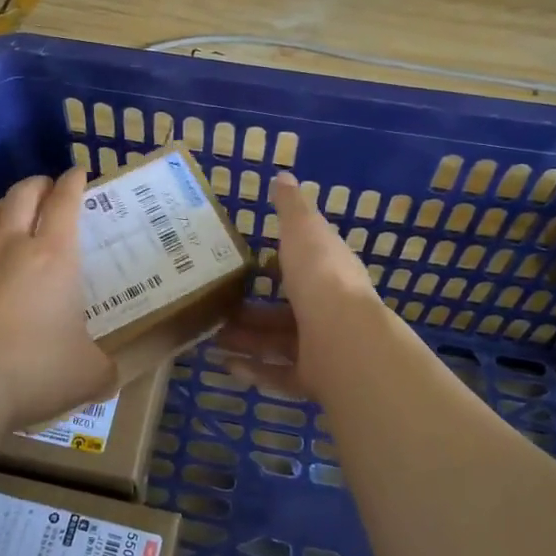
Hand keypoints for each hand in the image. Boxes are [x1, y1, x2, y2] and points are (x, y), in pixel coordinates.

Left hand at [0, 166, 118, 432]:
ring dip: (5, 203)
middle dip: (39, 184)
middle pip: (24, 193)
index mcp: (55, 256)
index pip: (66, 202)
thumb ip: (106, 369)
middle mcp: (13, 244)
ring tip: (13, 210)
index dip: (74, 182)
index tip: (79, 174)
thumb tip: (112, 377)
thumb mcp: (89, 375)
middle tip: (49, 189)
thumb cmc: (34, 372)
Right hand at [213, 171, 380, 401]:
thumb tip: (283, 176)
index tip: (247, 263)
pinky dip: (254, 372)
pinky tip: (226, 366)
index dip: (279, 264)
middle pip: (285, 311)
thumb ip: (291, 207)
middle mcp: (328, 310)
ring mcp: (323, 347)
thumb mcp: (302, 230)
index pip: (304, 265)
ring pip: (278, 344)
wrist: (344, 338)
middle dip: (251, 310)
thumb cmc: (320, 276)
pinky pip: (280, 376)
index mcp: (328, 273)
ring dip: (246, 340)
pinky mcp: (314, 379)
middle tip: (216, 307)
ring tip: (211, 337)